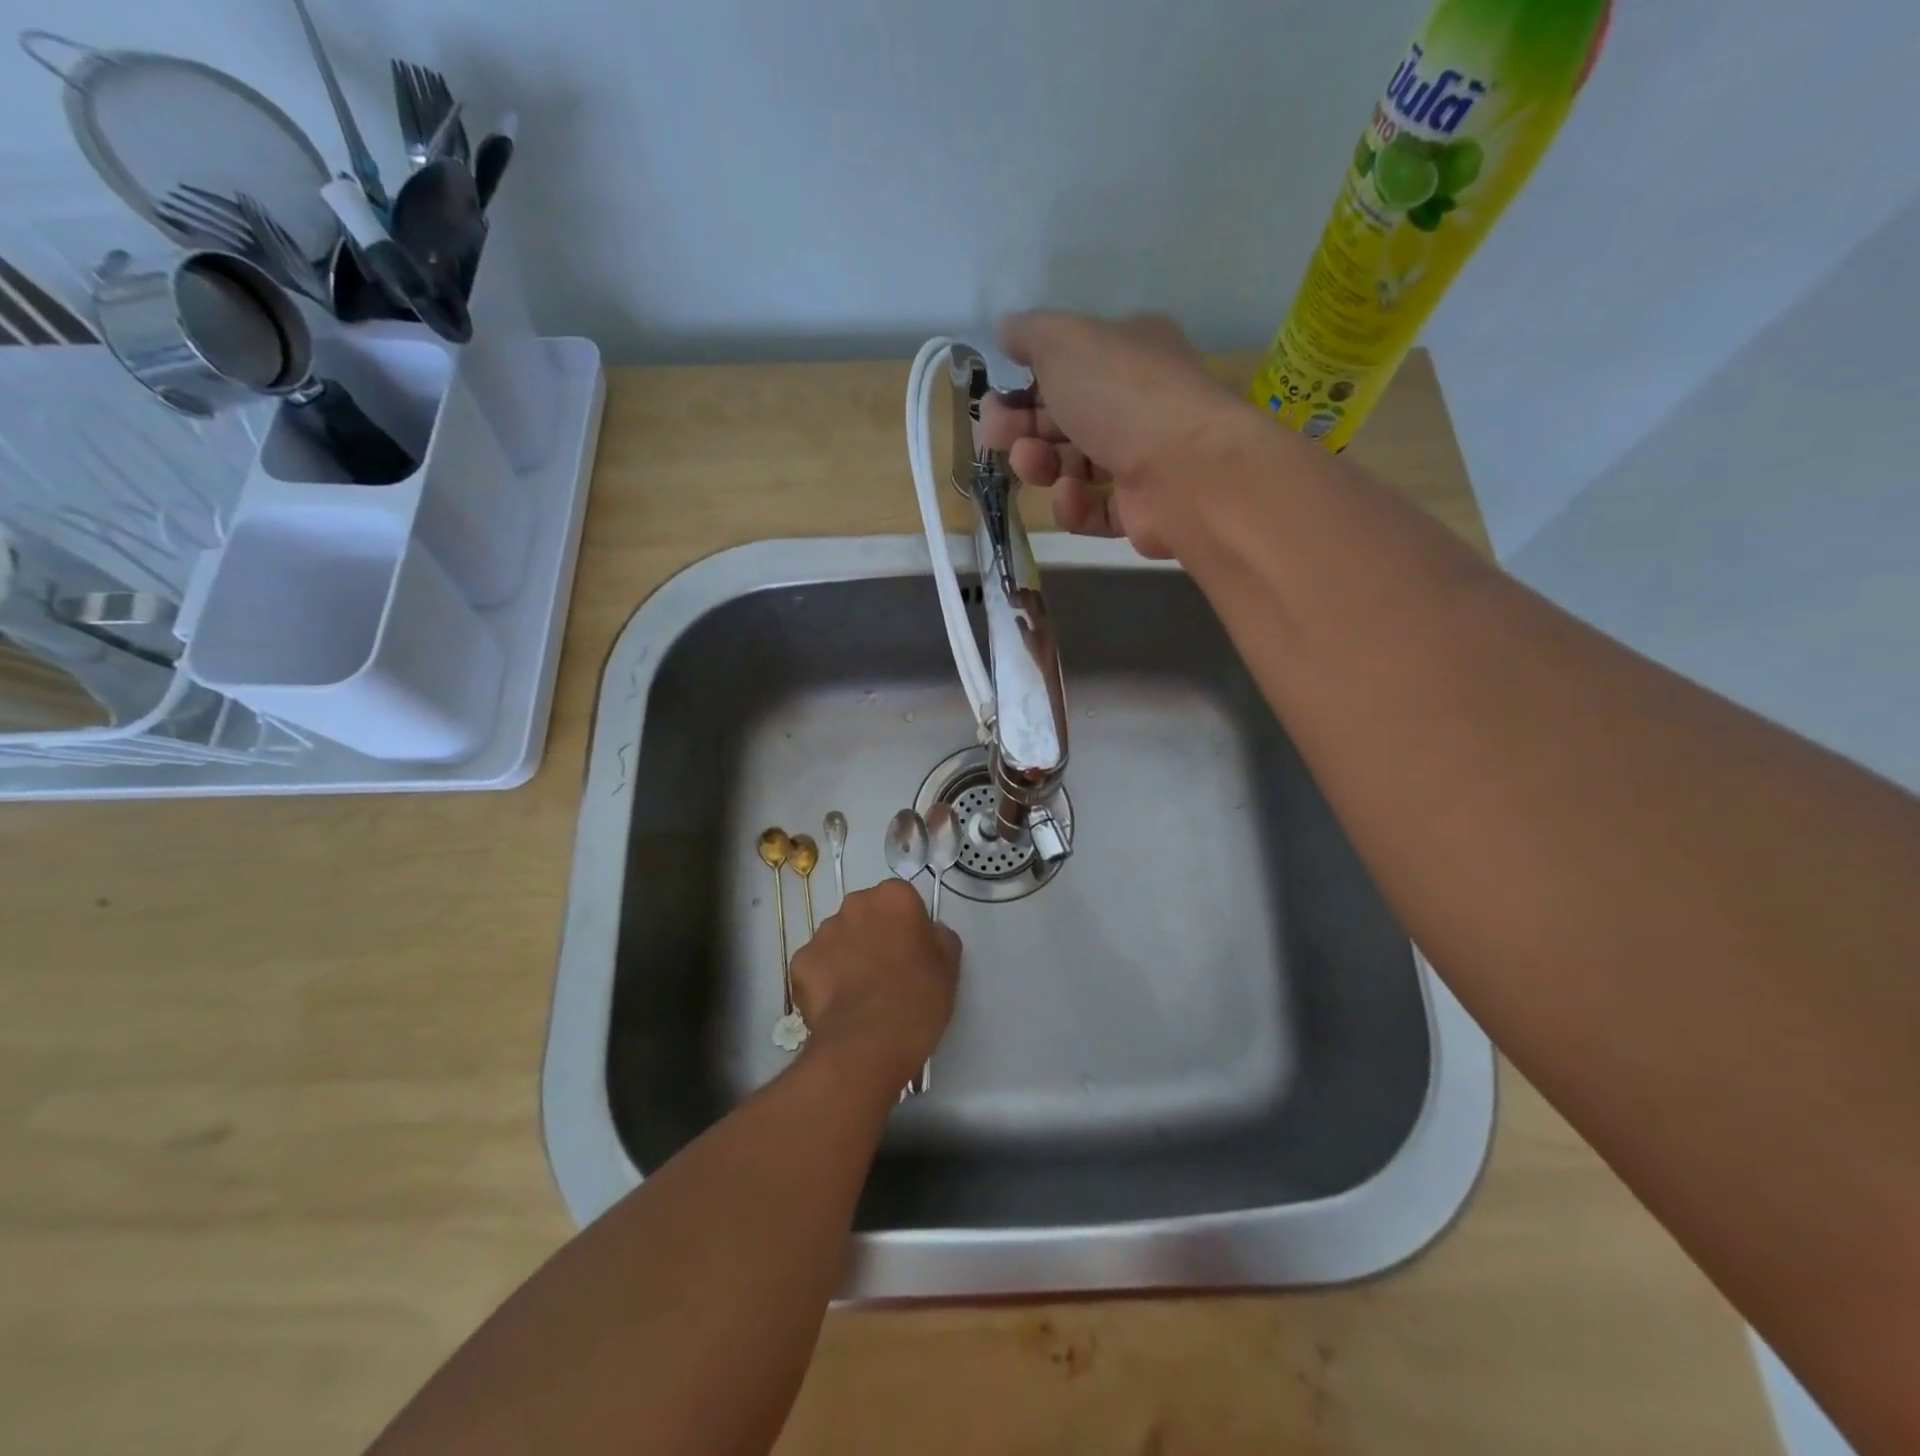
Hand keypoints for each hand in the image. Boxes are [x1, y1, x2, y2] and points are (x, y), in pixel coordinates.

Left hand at [792, 880, 959, 1094]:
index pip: (900, 899)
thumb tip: (931, 933)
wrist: (868, 1042)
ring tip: (859, 993)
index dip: (905, 925)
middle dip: (872, 934)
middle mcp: (855, 904)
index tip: (911, 951)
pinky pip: (816, 965)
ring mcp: (823, 932)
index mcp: (894, 897)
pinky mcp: (800, 962)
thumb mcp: (948, 966)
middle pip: (865, 914)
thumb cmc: (917, 998)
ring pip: (838, 938)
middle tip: (885, 970)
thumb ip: (940, 938)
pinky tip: (838, 1005)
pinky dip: (824, 980)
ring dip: (847, 955)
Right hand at [980, 311, 1247, 558]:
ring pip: (1074, 465)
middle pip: (1064, 418)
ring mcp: (1142, 459)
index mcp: (1128, 352)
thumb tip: (1006, 330)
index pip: (1068, 367)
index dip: (1025, 382)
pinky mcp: (1140, 511)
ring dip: (1041, 464)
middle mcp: (1137, 403)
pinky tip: (1070, 496)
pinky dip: (1074, 505)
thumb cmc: (1121, 395)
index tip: (993, 399)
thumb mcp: (1064, 341)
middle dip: (1022, 427)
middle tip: (995, 437)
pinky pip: (1094, 508)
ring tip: (1032, 465)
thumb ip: (1029, 334)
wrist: (1185, 471)